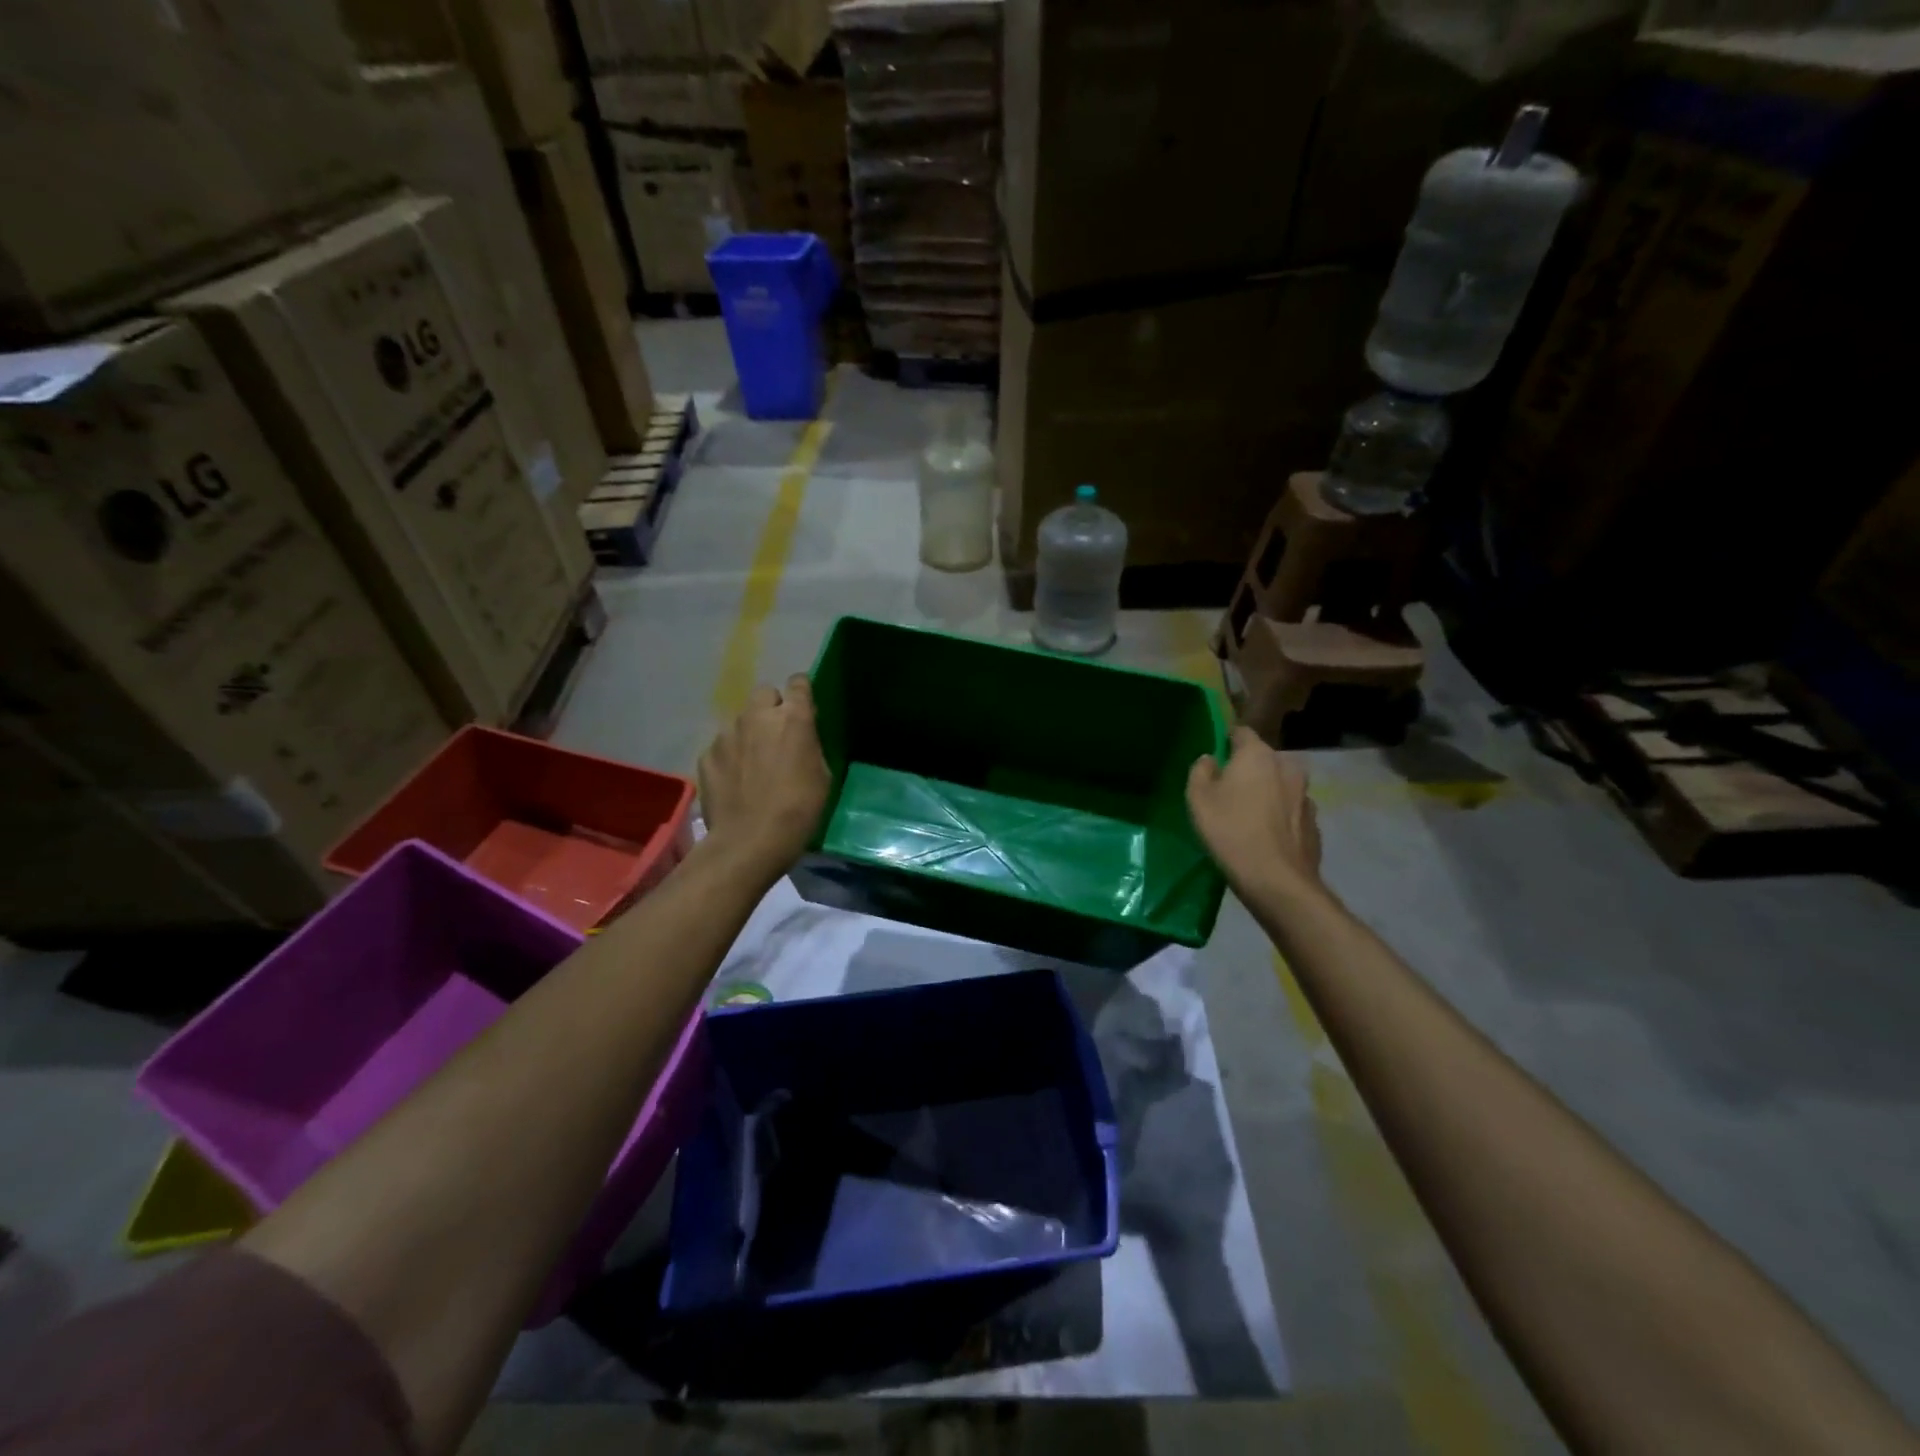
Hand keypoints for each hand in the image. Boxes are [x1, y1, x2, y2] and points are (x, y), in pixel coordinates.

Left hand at [698, 675, 830, 877]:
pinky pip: (722, 746)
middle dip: (772, 708)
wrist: (750, 841)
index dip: (802, 692)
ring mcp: (727, 734)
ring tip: (753, 764)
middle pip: (765, 693)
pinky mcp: (706, 754)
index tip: (804, 707)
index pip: (799, 683)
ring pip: (741, 720)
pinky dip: (729, 757)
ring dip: (749, 733)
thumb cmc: (799, 810)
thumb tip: (802, 737)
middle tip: (778, 735)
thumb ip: (810, 746)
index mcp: (793, 719)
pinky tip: (735, 781)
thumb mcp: (822, 776)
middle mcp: (757, 716)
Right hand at [1186, 727, 1322, 892]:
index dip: (1226, 741)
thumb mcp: (1198, 798)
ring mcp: (1306, 795)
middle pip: (1262, 760)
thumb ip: (1200, 770)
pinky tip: (1266, 837)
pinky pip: (1290, 811)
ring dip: (1266, 794)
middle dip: (1247, 770)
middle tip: (1227, 792)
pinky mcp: (1314, 823)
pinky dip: (1279, 817)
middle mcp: (1288, 767)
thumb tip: (1210, 760)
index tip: (1214, 758)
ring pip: (1279, 786)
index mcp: (1258, 755)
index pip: (1241, 732)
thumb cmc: (1231, 831)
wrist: (1277, 881)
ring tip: (1247, 817)